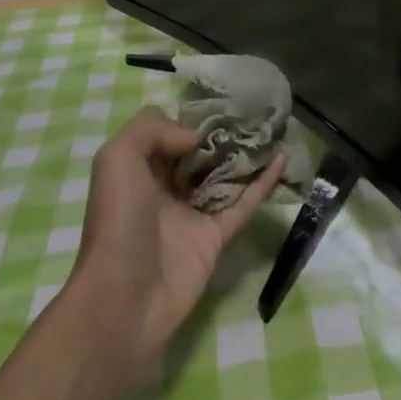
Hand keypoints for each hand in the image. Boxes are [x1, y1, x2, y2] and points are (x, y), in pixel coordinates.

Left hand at [72, 105, 283, 360]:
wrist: (124, 297)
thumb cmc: (118, 221)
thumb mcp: (117, 158)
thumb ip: (153, 130)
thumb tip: (195, 138)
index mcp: (139, 170)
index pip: (168, 133)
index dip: (189, 117)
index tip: (218, 101)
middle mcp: (166, 188)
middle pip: (200, 153)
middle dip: (223, 132)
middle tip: (253, 109)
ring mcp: (193, 213)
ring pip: (225, 175)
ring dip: (247, 153)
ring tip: (273, 126)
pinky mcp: (217, 237)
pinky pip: (244, 204)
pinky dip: (264, 183)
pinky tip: (282, 159)